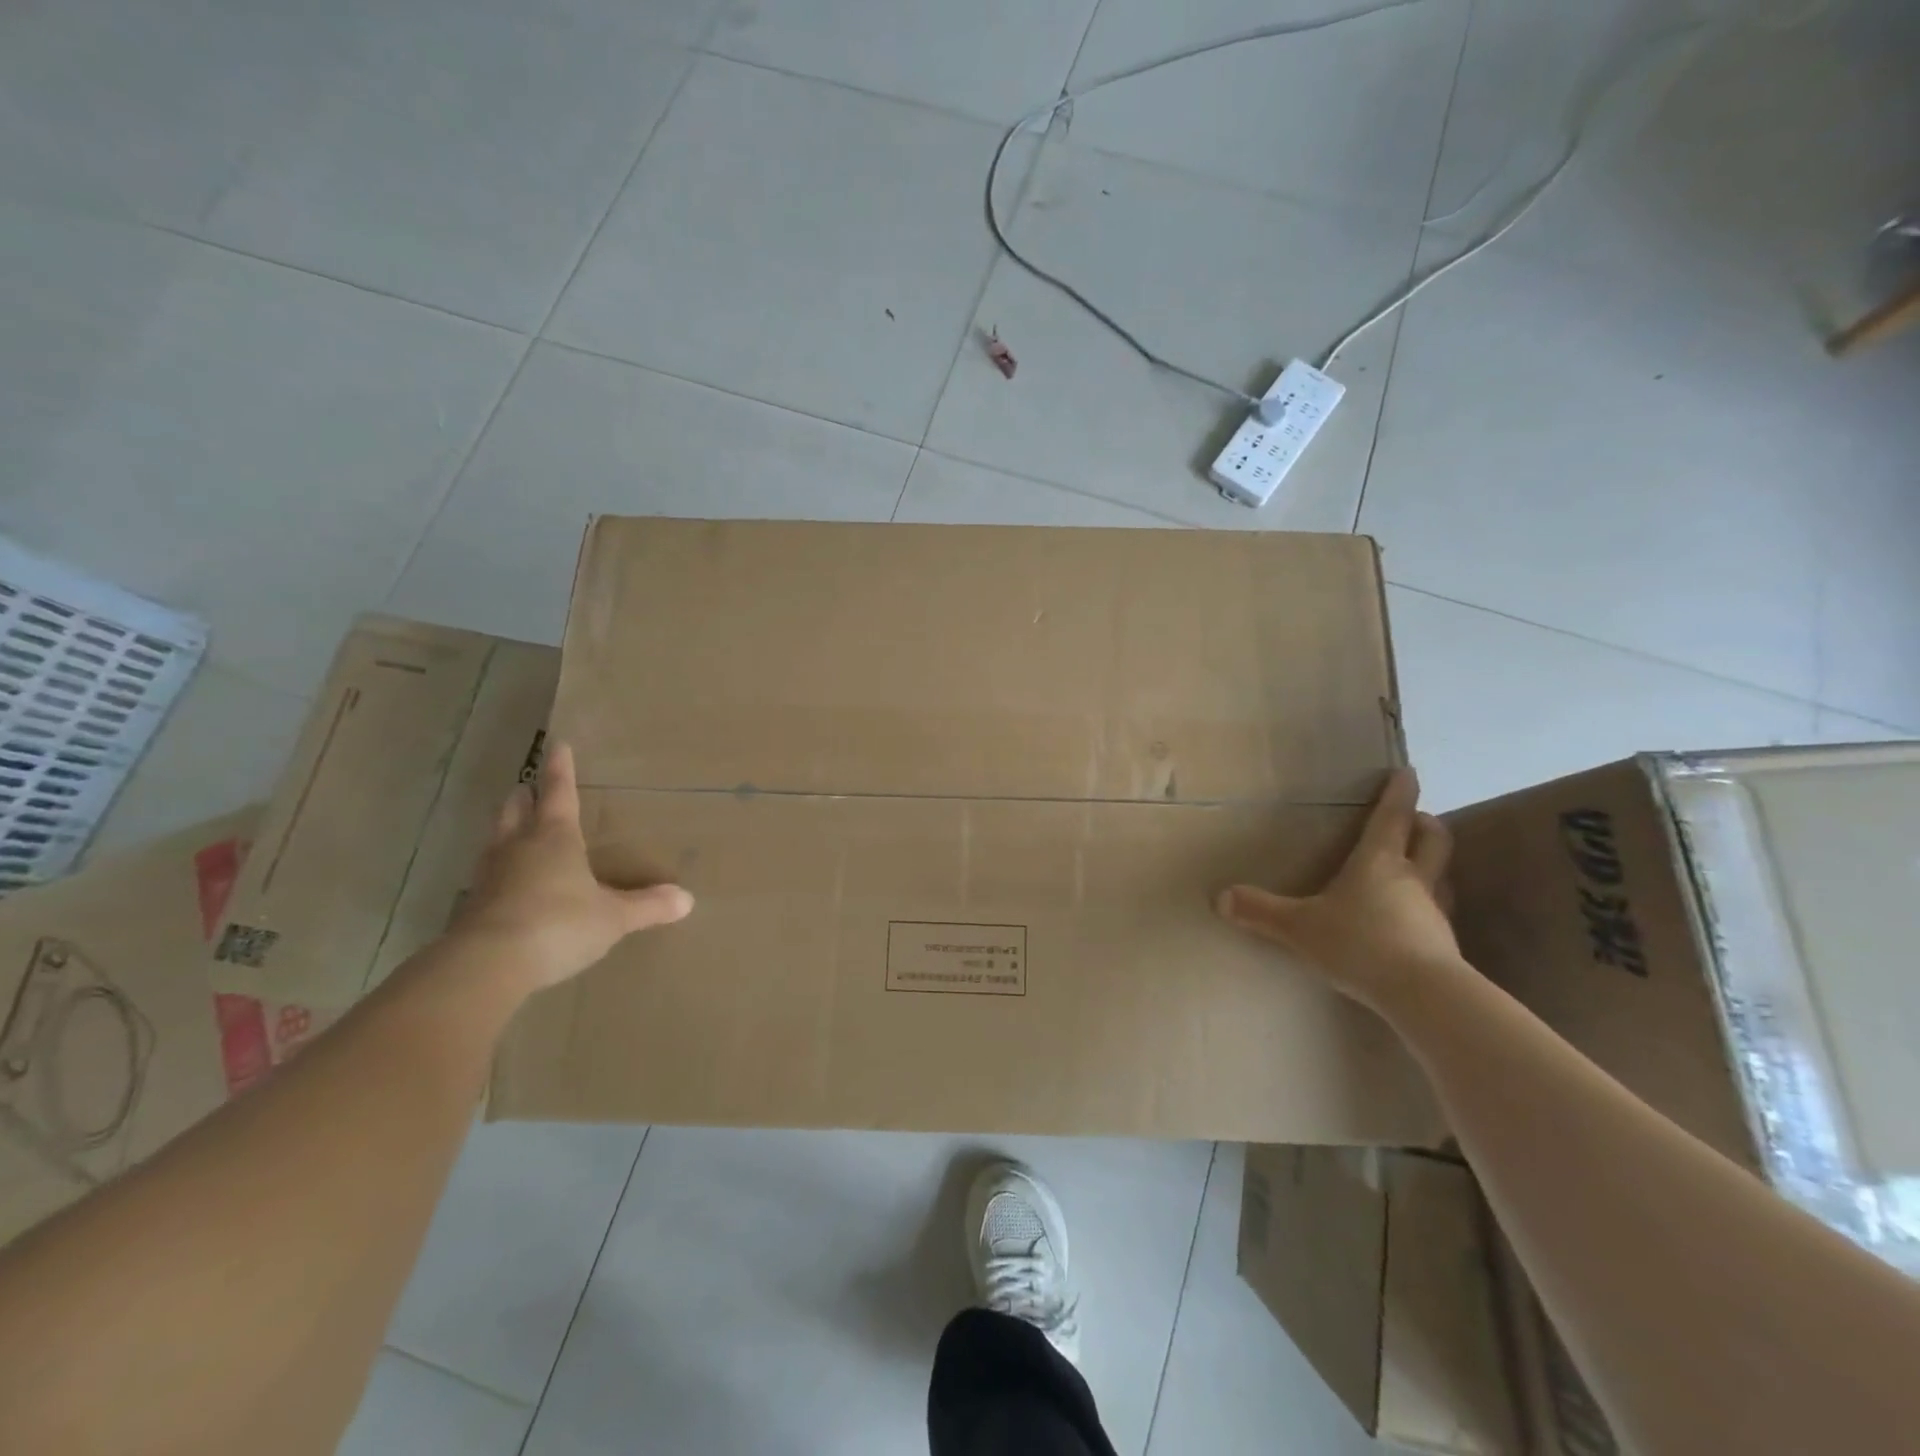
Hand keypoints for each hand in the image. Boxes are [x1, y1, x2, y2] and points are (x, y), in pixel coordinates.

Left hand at [453, 741, 693, 990]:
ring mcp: (490, 875)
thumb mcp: (613, 917)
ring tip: (516, 829)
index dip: (559, 769)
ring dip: (505, 829)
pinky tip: (507, 883)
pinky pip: (488, 876)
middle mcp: (518, 847)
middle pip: (516, 809)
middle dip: (524, 797)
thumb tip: (687, 899)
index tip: (557, 744)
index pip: (557, 792)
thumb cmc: (559, 923)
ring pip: (495, 839)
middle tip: (529, 788)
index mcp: (555, 837)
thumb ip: (648, 906)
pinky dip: (499, 870)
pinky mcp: (472, 906)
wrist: (488, 964)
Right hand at [1216, 767, 1459, 1012]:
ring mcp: (1434, 911)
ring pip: (1441, 875)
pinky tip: (1411, 921)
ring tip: (1414, 868)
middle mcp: (1412, 878)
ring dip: (1431, 865)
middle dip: (1425, 823)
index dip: (1399, 792)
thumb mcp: (1299, 927)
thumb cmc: (1360, 944)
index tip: (1407, 772)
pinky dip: (1427, 907)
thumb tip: (1220, 897)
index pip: (1392, 816)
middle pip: (1432, 838)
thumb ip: (1261, 911)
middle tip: (1415, 818)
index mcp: (1378, 862)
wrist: (1423, 995)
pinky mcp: (1444, 944)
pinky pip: (1438, 913)